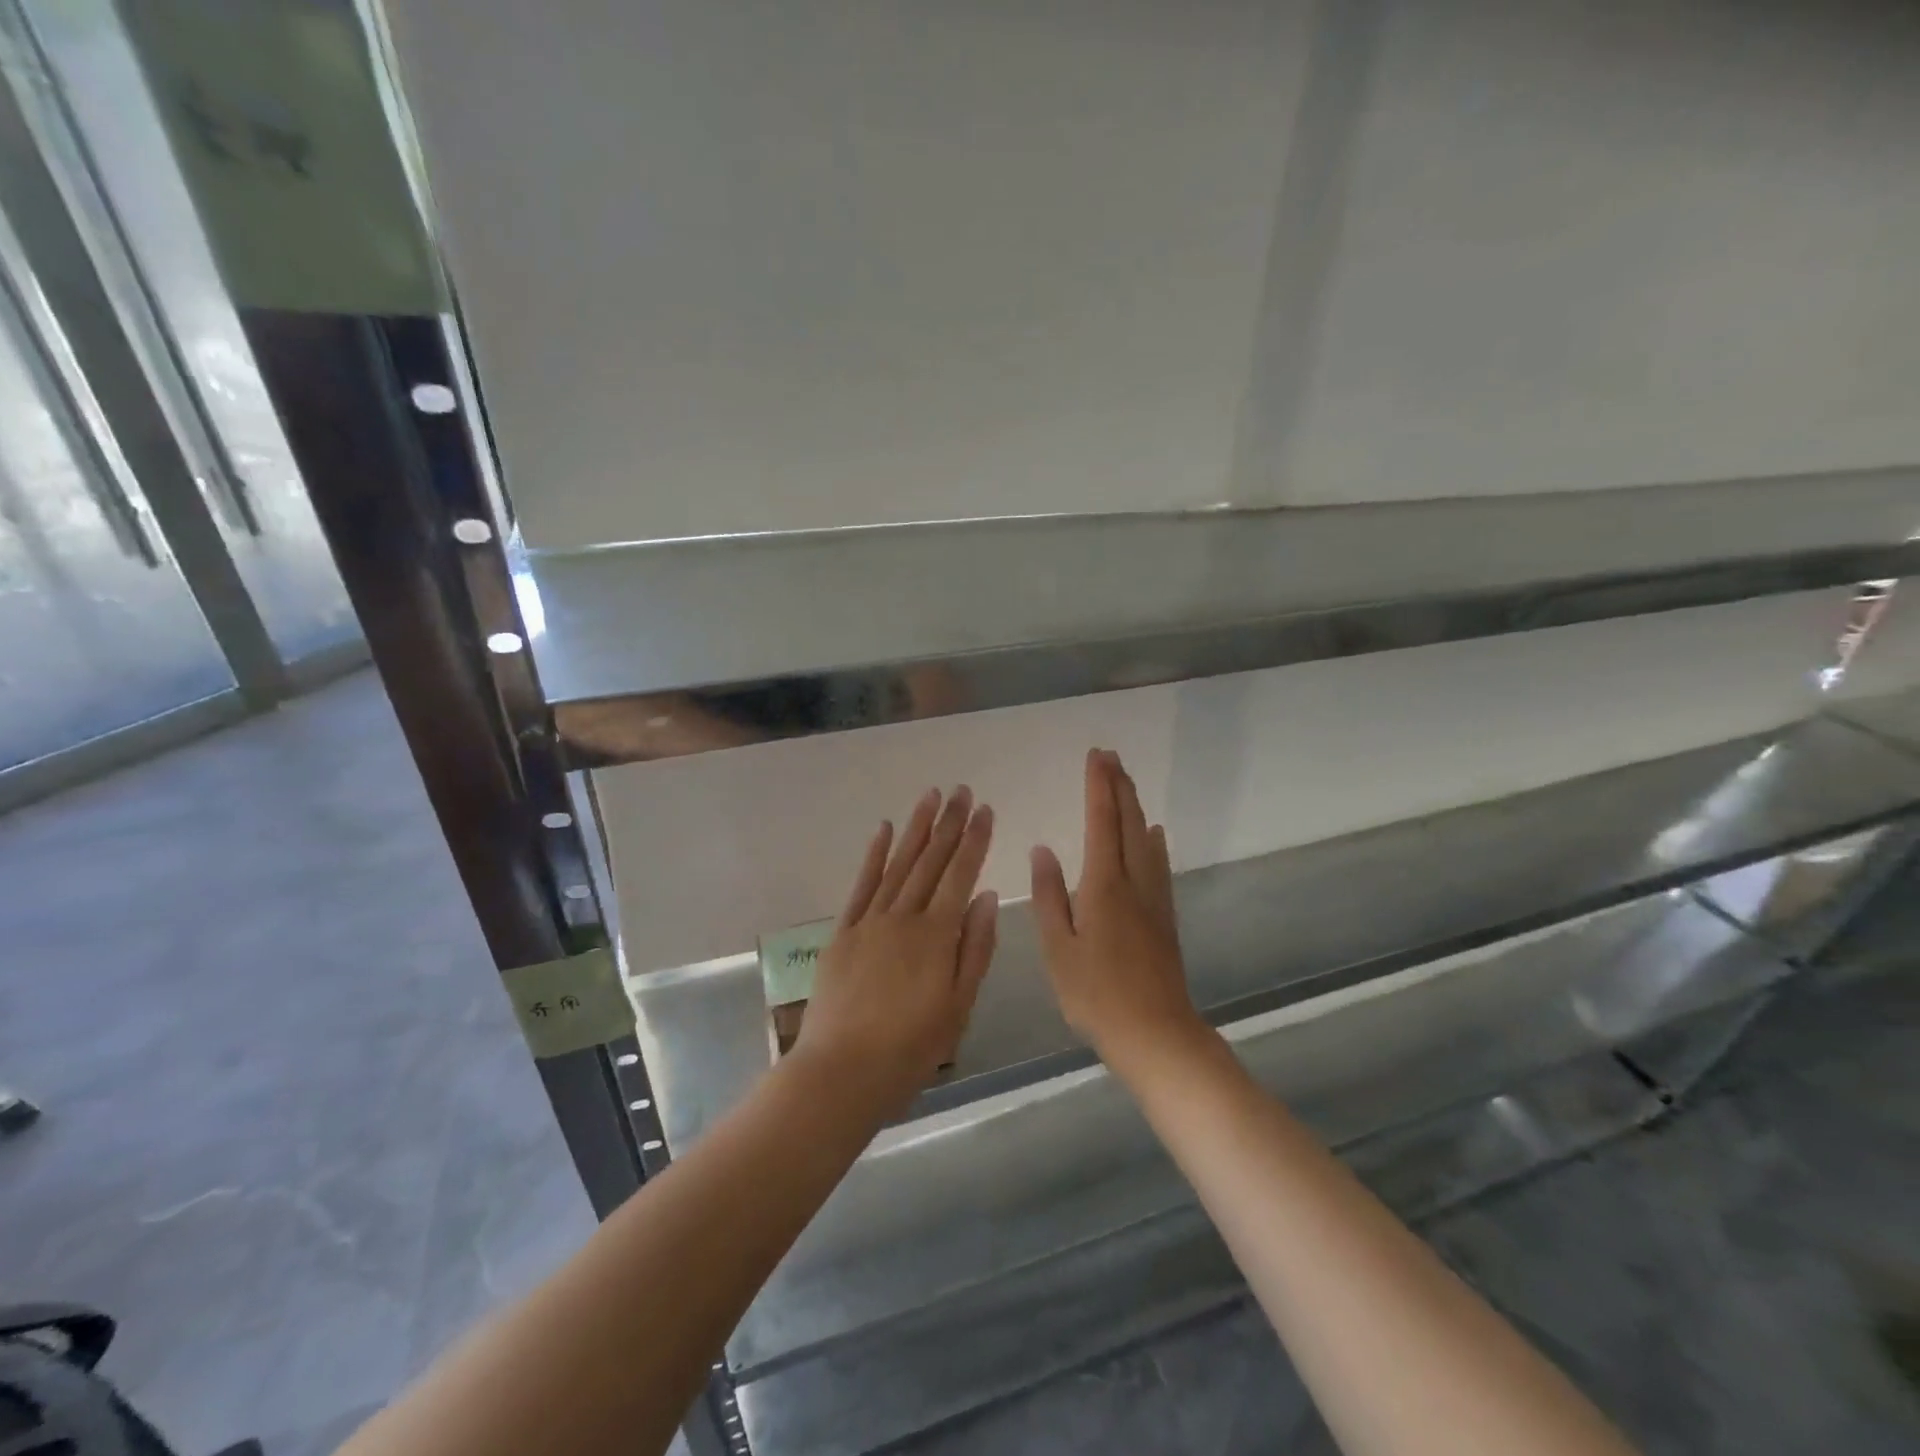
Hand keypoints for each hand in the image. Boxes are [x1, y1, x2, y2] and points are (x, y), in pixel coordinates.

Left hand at [794, 786, 998, 1116]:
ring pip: (898, 864)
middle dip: (949, 824)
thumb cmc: (911, 1049)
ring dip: (915, 828)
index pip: (961, 875)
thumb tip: (986, 895)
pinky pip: (861, 885)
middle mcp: (904, 917)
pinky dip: (874, 855)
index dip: (974, 841)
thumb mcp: (959, 1007)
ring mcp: (870, 921)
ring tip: (930, 796)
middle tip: (962, 790)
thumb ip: (975, 948)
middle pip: (930, 861)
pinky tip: (883, 830)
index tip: (985, 810)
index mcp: (936, 935)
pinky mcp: (843, 932)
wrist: (842, 1072)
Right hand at [1031, 750, 1207, 1077]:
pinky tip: (1153, 835)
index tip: (1096, 756)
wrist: (1156, 1033)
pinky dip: (1153, 840)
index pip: (1101, 822)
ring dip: (1135, 806)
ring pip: (1146, 839)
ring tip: (1127, 783)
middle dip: (1119, 787)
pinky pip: (1158, 863)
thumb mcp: (1058, 949)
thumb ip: (1049, 896)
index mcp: (1104, 886)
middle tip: (1111, 757)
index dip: (1099, 787)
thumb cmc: (1097, 995)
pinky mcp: (1164, 917)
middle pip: (1128, 823)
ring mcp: (1154, 899)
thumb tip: (1043, 850)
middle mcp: (1134, 882)